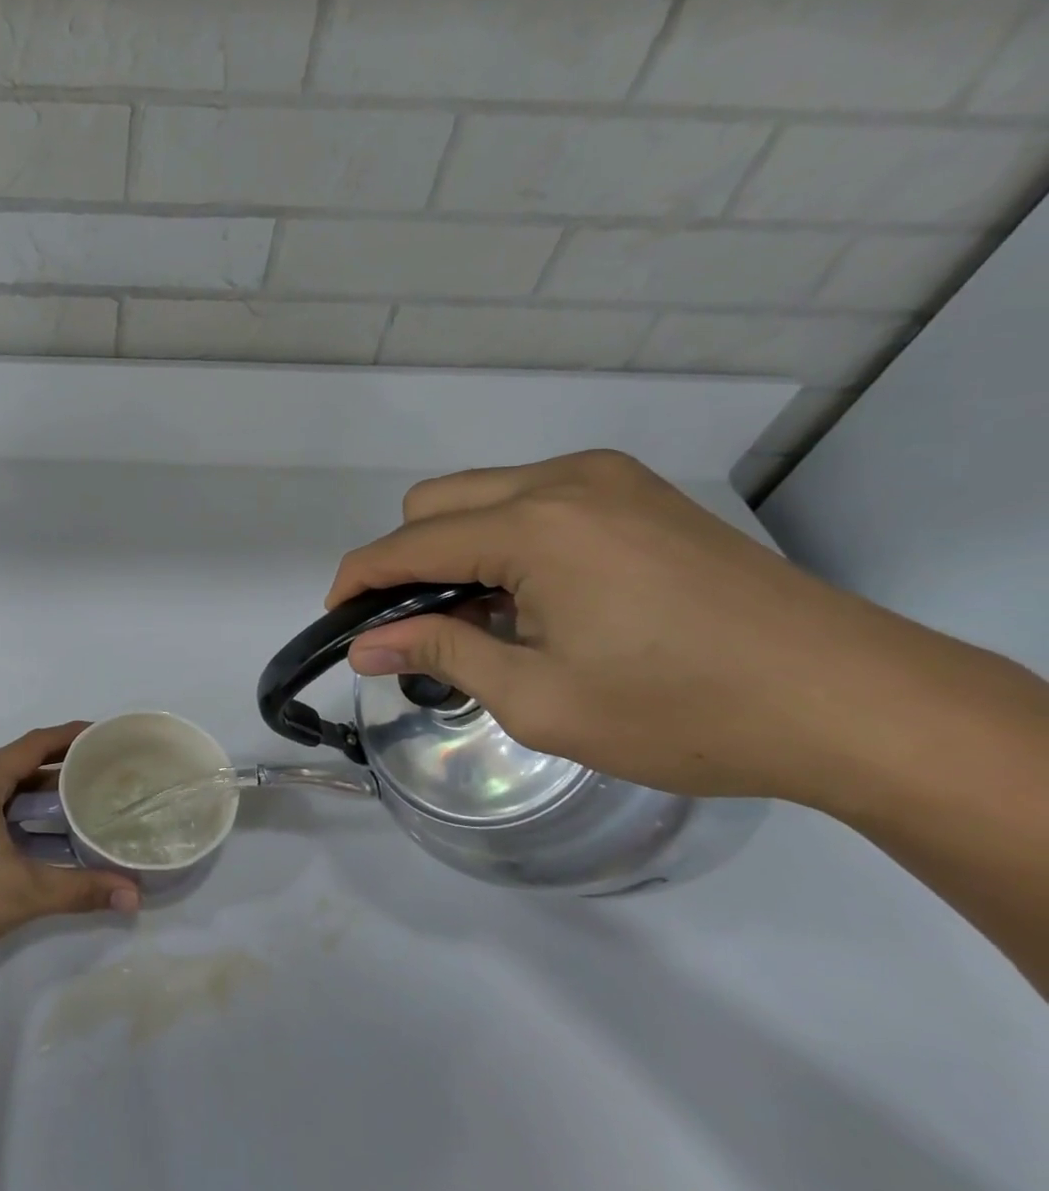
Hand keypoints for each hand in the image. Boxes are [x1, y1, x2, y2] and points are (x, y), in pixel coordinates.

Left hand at [0, 724, 139, 985]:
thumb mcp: (23, 893)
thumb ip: (81, 889)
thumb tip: (135, 896)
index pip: (33, 745)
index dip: (70, 736)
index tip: (104, 733)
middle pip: (20, 764)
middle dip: (61, 765)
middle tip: (104, 770)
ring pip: (6, 791)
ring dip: (42, 793)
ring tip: (85, 799)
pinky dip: (22, 814)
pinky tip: (48, 834)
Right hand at [326, 450, 930, 806]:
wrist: (852, 702)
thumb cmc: (682, 711)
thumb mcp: (539, 699)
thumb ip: (441, 656)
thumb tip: (365, 646)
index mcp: (534, 528)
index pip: (407, 544)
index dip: (358, 580)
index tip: (337, 619)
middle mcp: (562, 481)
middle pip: (434, 501)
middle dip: (404, 560)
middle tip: (417, 627)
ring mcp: (608, 479)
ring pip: (482, 494)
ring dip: (456, 547)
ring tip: (482, 618)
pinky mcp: (639, 492)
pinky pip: (534, 498)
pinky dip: (506, 538)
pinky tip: (536, 595)